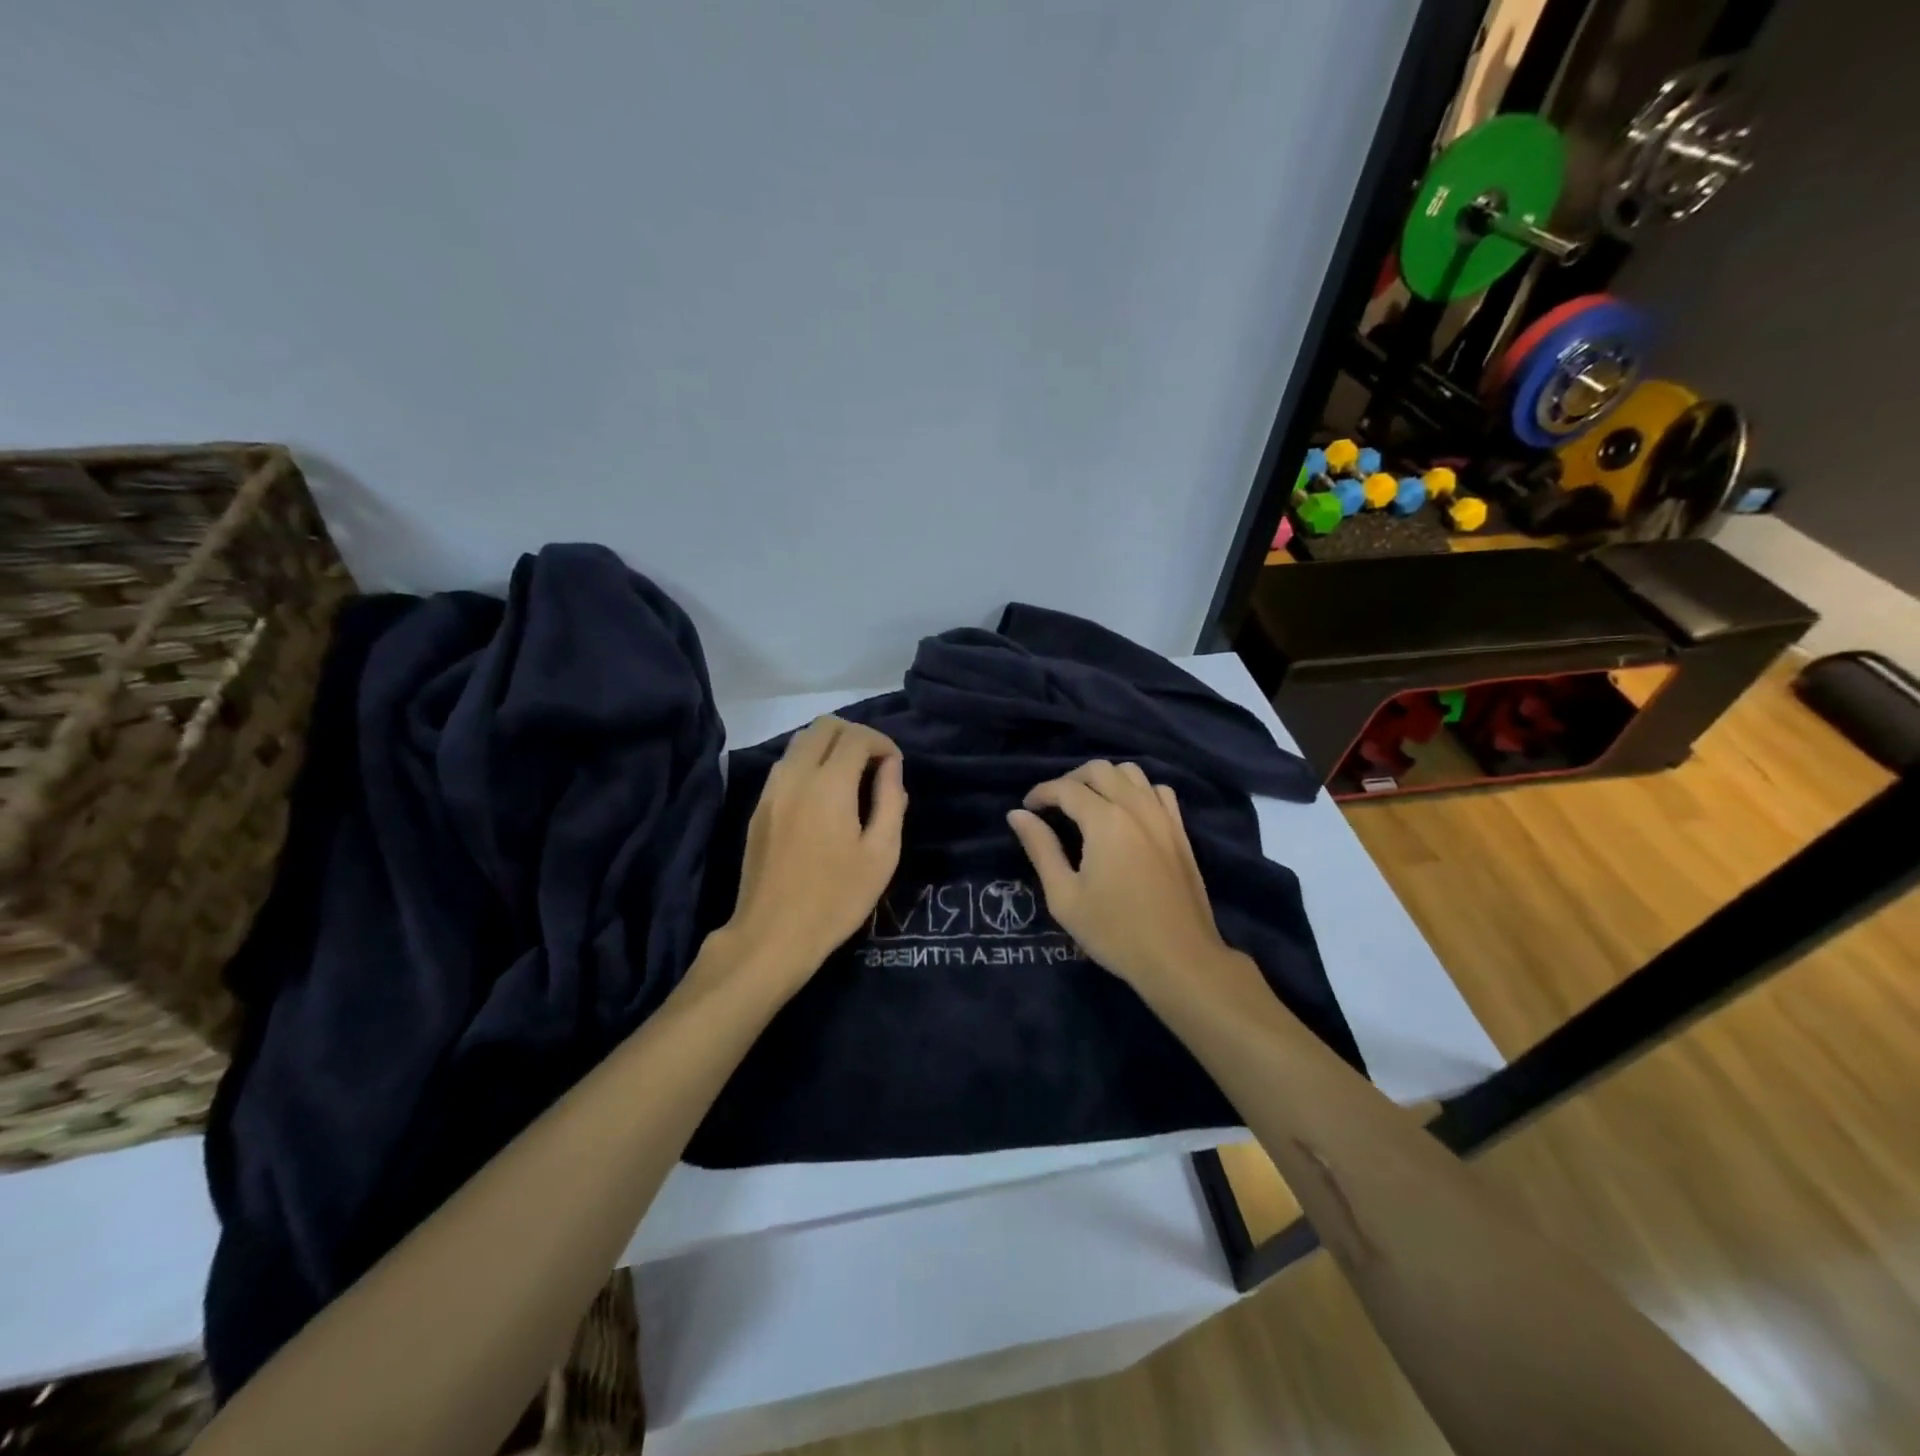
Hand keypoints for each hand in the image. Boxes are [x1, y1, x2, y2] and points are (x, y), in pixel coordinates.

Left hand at [718, 716, 906, 987]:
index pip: (856, 737)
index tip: (895, 766)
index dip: (882, 742)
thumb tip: (892, 767)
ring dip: (829, 746)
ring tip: (851, 777)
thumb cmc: (836, 898)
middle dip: (855, 735)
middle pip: (824, 726)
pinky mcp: (759, 806)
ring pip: (800, 741)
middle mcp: (796, 776)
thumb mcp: (881, 855)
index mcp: (829, 785)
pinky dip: (809, 762)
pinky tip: (823, 795)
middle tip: (874, 764)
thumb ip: (890, 801)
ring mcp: (772, 789)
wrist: (773, 934)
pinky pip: (786, 764)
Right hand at [1007, 760, 1234, 996]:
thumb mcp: (1064, 896)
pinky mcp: (1180, 831)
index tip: (1027, 809)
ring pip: (1132, 773)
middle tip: (1054, 806)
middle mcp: (1136, 807)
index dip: (1041, 793)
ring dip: (1105, 779)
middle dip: (1071, 780)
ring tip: (1088, 804)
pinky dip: (1137, 791)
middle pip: (1100, 769)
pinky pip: (1158, 791)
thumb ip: (1041, 849)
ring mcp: (1164, 817)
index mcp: (1105, 820)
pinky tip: (1127, 813)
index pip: (1066, 788)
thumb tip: (1017, 815)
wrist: (1180, 958)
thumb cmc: (1115, 932)